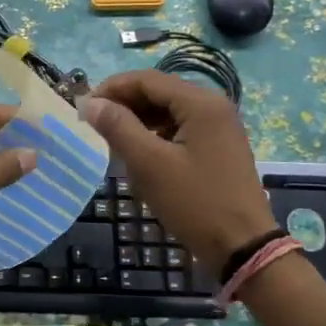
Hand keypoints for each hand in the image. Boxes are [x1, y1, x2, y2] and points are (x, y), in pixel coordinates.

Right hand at [80, 71, 275, 273]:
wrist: (243, 247)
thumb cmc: (194, 202)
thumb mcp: (149, 164)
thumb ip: (118, 127)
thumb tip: (90, 103)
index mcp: (200, 103)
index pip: (146, 79)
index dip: (111, 88)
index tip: (83, 108)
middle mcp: (213, 106)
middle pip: (159, 92)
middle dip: (124, 104)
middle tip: (93, 124)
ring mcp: (219, 127)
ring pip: (168, 111)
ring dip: (138, 120)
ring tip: (111, 140)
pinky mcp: (218, 146)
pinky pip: (180, 128)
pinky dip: (156, 134)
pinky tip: (138, 153)